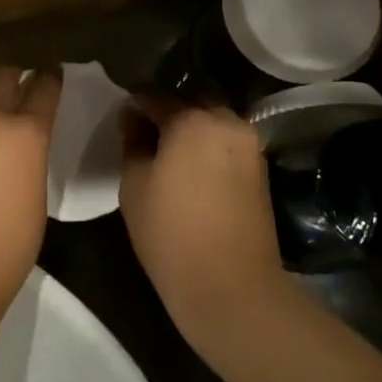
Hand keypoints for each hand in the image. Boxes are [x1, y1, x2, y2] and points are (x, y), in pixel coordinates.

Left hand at [0, 66, 62, 312]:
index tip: (52, 72)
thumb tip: (18, 150)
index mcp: (25, 133)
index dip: (50, 77)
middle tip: (18, 86)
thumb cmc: (6, 247)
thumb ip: (29, 159)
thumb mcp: (35, 197)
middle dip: (12, 77)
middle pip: (0, 75)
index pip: (43, 87)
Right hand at [119, 98, 290, 362]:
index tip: (120, 122)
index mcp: (191, 119)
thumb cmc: (170, 232)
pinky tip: (190, 169)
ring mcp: (249, 145)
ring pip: (211, 122)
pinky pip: (226, 143)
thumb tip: (133, 119)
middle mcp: (226, 121)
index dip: (133, 105)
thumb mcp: (135, 185)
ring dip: (189, 129)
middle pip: (189, 103)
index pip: (153, 96)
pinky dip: (207, 147)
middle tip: (143, 137)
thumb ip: (133, 143)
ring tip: (166, 154)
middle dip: (166, 113)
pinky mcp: (260, 168)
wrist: (230, 285)